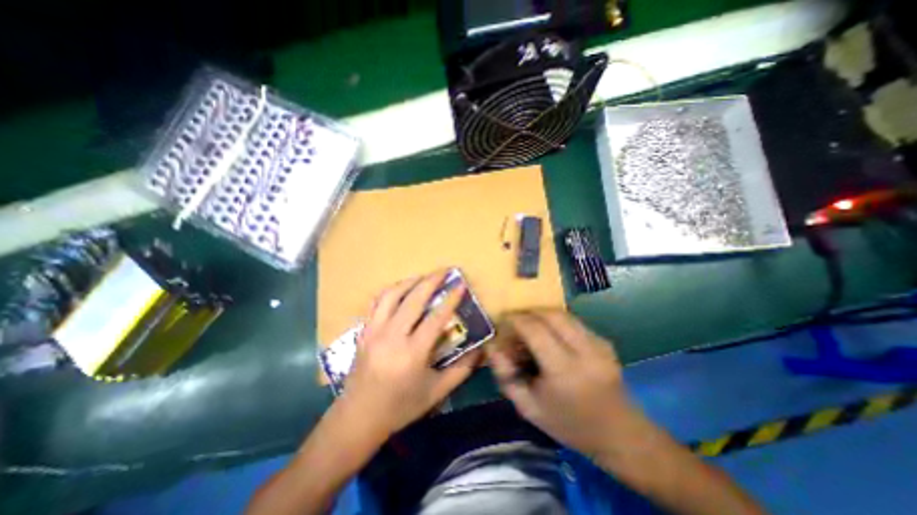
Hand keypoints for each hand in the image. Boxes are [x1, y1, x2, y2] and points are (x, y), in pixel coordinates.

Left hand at [337, 272, 480, 436]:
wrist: (358, 417)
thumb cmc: (400, 406)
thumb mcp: (436, 392)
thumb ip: (461, 370)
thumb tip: (481, 351)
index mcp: (412, 354)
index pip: (435, 318)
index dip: (450, 299)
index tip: (460, 284)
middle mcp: (392, 337)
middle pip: (413, 300)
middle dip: (431, 281)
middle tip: (444, 270)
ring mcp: (374, 331)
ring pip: (392, 295)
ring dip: (410, 281)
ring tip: (424, 276)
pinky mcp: (363, 331)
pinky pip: (377, 303)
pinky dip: (391, 291)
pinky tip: (401, 288)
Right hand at [487, 309, 639, 457]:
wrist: (620, 435)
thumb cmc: (569, 425)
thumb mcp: (528, 407)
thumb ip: (505, 375)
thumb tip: (491, 346)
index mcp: (564, 371)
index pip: (534, 329)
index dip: (515, 320)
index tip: (503, 322)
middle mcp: (585, 351)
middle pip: (550, 314)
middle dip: (528, 313)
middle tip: (516, 324)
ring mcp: (599, 344)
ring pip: (563, 314)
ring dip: (542, 316)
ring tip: (531, 330)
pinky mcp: (605, 341)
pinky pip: (573, 322)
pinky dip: (556, 323)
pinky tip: (552, 338)